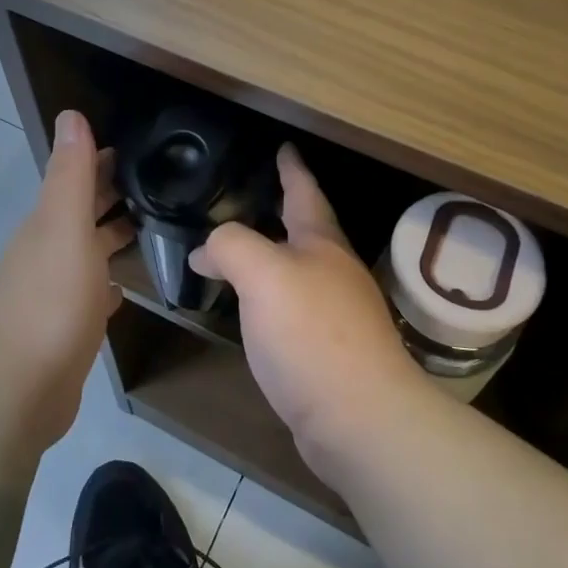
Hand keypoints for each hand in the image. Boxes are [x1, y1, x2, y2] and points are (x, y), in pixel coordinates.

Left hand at [0, 110, 132, 448]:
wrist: (18, 388)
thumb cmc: (50, 301)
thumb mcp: (64, 227)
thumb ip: (71, 174)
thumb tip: (71, 115)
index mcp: (48, 224)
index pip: (78, 179)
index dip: (105, 160)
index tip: (143, 148)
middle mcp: (48, 252)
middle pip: (83, 213)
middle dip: (113, 194)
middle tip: (161, 183)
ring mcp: (55, 292)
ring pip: (88, 252)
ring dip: (112, 236)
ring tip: (154, 227)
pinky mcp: (66, 329)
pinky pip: (90, 293)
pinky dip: (106, 282)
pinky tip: (124, 288)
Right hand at [191, 145, 424, 470]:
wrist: (360, 419)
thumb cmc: (311, 333)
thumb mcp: (262, 274)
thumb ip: (231, 246)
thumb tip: (207, 250)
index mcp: (322, 245)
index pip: (304, 192)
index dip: (292, 168)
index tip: (284, 147)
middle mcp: (335, 272)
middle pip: (307, 231)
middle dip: (283, 211)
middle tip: (255, 197)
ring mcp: (338, 314)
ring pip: (299, 271)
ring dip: (274, 257)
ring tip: (243, 253)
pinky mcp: (330, 352)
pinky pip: (294, 309)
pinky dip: (271, 298)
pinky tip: (256, 312)